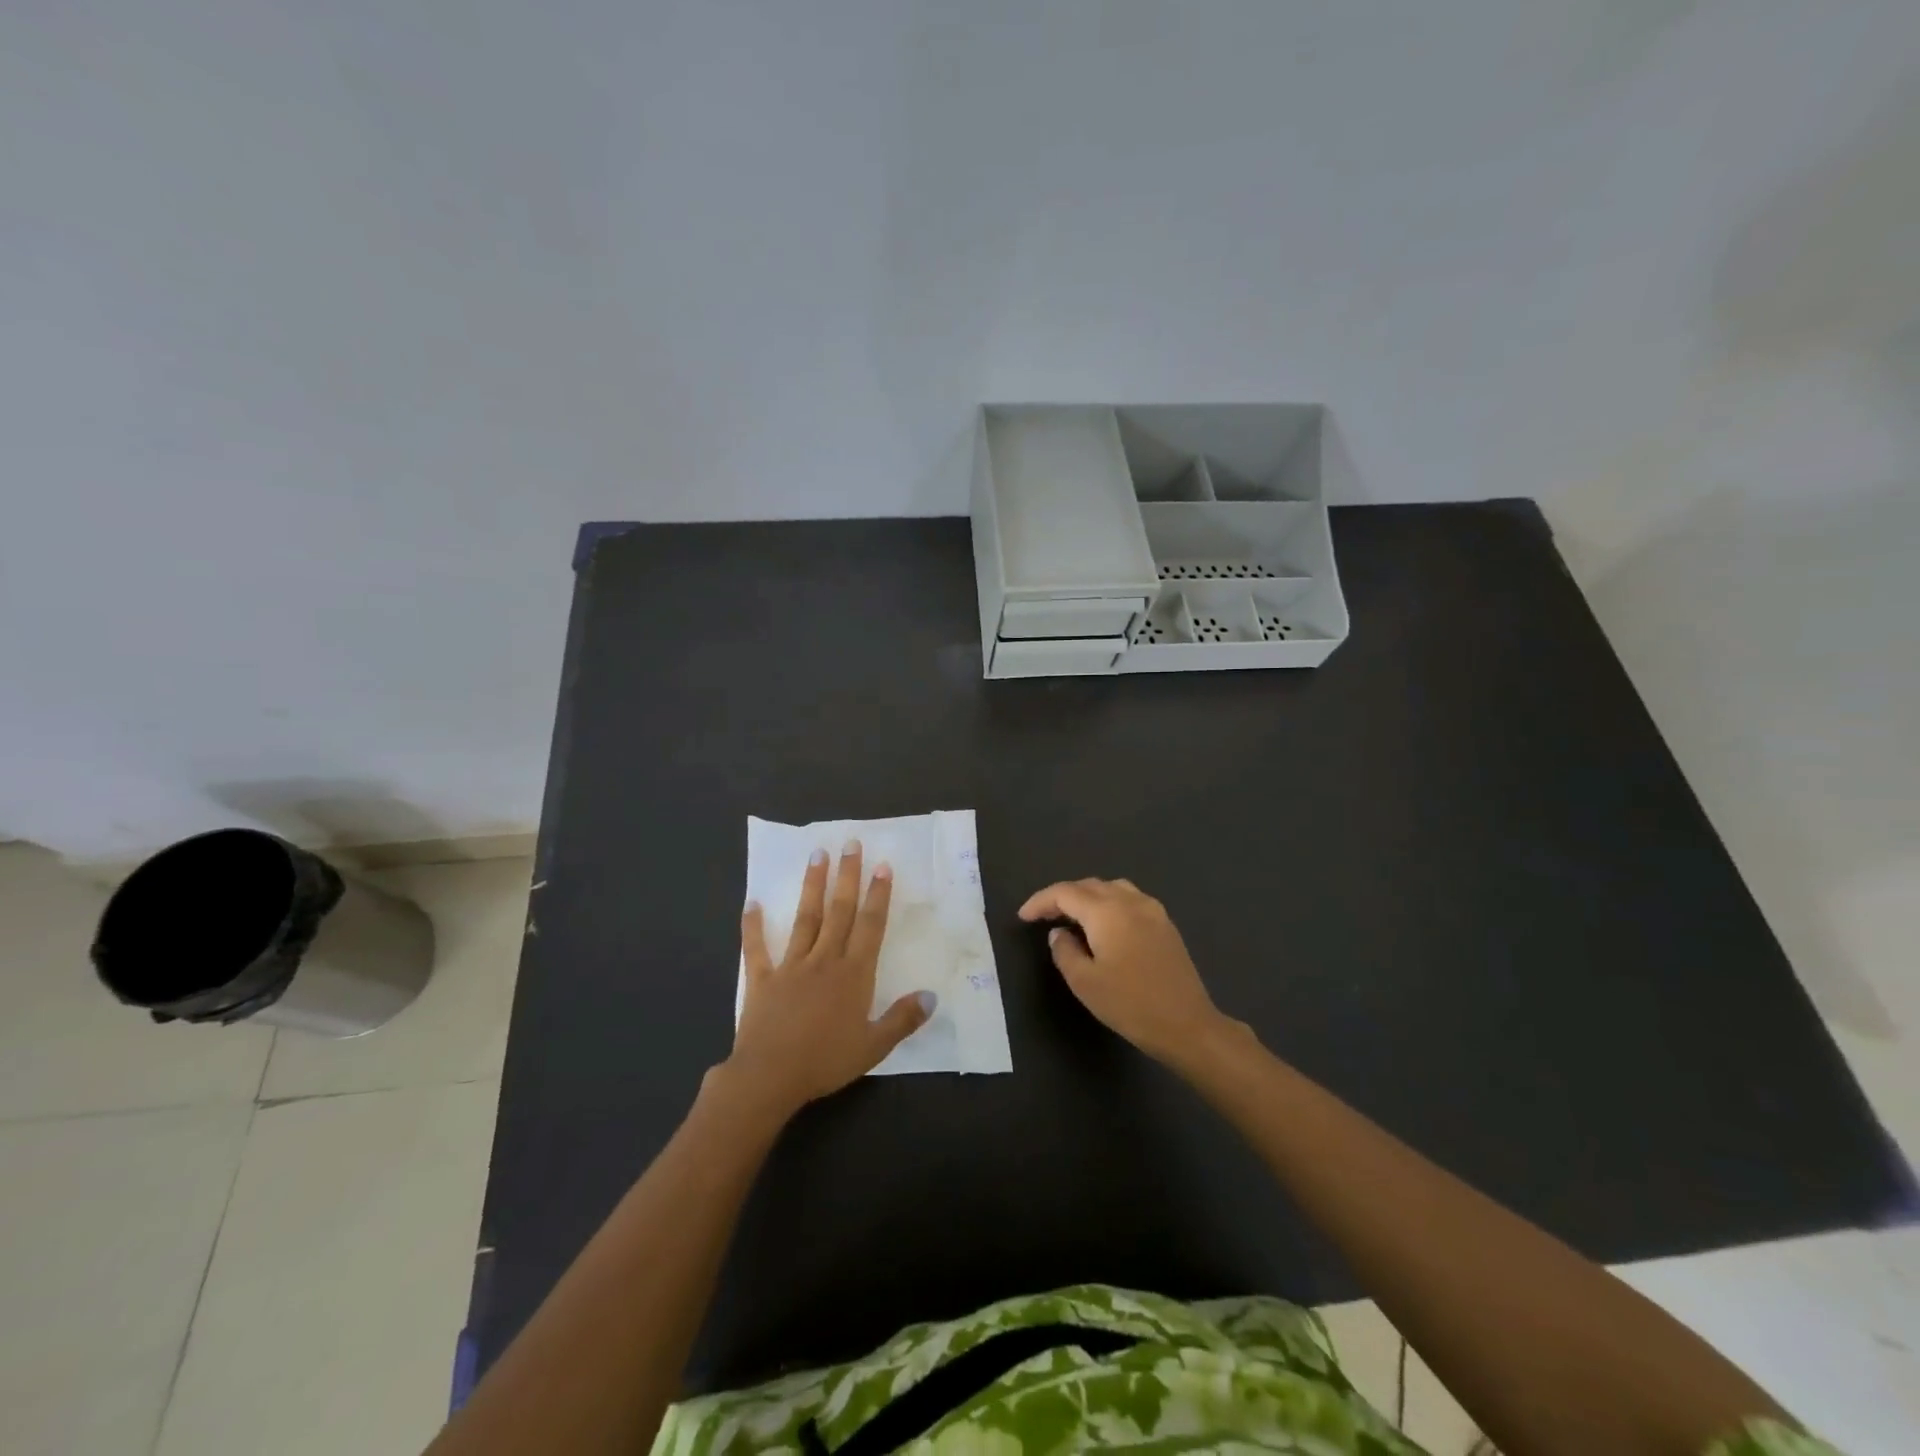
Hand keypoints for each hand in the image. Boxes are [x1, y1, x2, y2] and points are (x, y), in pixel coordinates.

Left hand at [723, 841, 933, 1118]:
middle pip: (840, 911)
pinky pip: (758, 948)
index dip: (878, 895)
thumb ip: (903, 1019)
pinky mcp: (763, 979)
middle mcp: (825, 960)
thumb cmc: (826, 1061)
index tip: (883, 865)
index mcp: (854, 974)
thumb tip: (932, 995)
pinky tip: (752, 903)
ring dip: (812, 886)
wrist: (770, 1076)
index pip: (870, 926)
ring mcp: (792, 966)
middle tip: (850, 843)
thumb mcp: (874, 1046)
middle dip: (847, 876)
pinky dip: (753, 926)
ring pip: (806, 919)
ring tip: (816, 855)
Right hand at [1018, 877, 1233, 1066]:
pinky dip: (1109, 903)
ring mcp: (1152, 910)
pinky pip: (1130, 899)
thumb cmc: (1131, 1005)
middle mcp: (1130, 901)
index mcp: (1107, 911)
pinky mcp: (1165, 924)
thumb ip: (1065, 952)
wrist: (1188, 1025)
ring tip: (1072, 917)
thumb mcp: (1085, 983)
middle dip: (1063, 896)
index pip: (1065, 893)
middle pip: (1089, 885)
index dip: (1041, 901)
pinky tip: (1105, 925)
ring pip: (1111, 888)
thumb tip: (1059, 933)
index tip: (1023, 916)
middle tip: (1043, 916)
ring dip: (1087, 897)